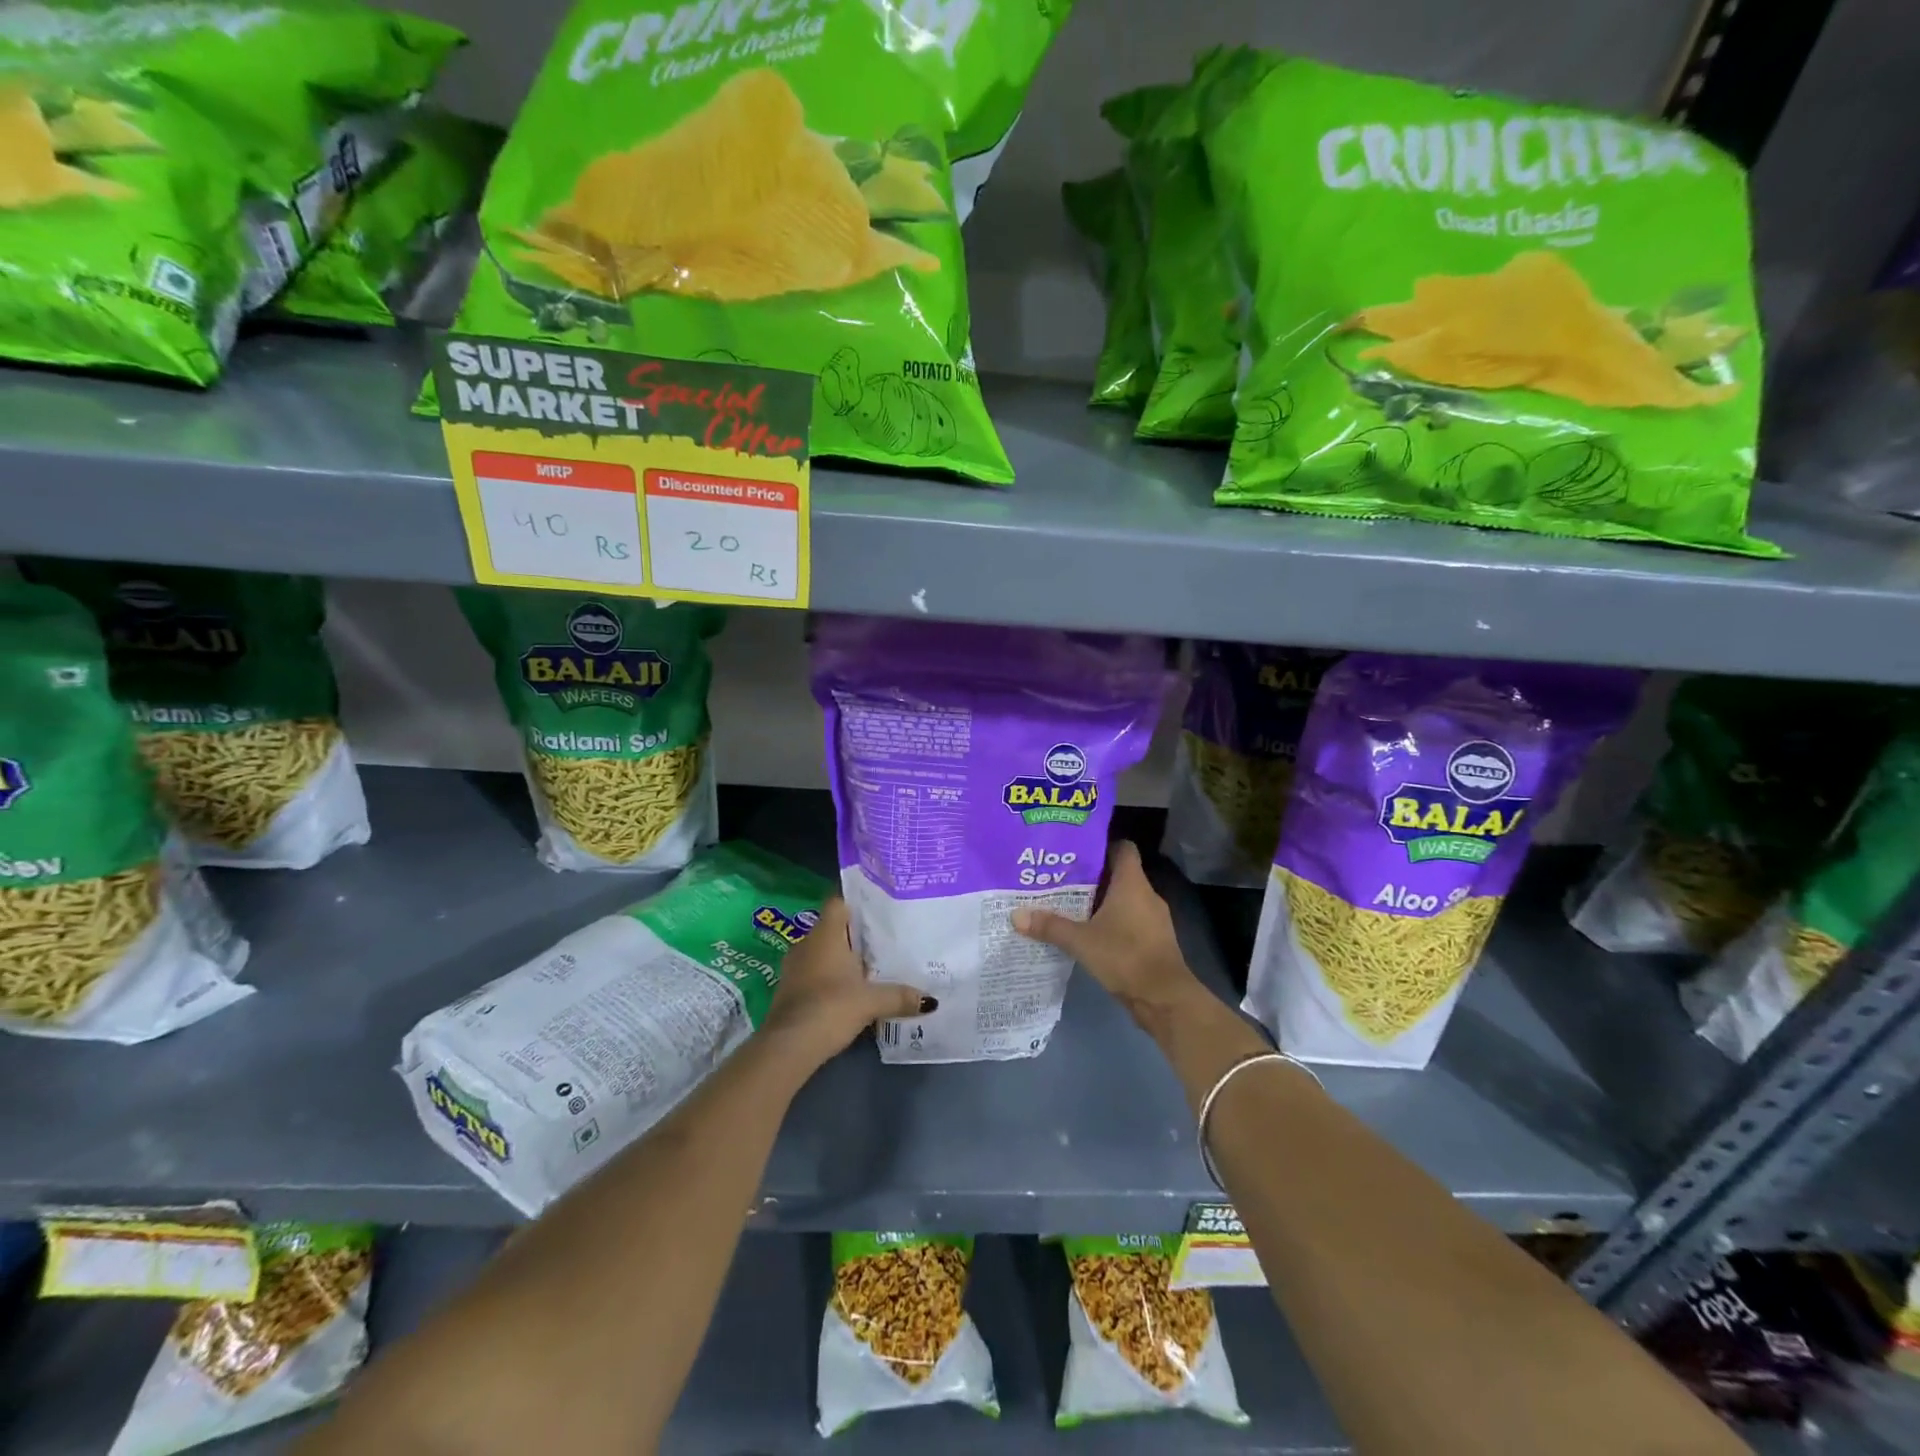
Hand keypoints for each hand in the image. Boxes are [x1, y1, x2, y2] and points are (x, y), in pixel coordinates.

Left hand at [759, 898, 931, 1072]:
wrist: (789, 1046)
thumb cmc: (831, 1007)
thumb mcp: (872, 1002)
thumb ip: (900, 996)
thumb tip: (931, 1000)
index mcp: (825, 935)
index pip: (838, 902)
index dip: (856, 901)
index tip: (878, 907)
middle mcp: (807, 944)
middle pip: (833, 927)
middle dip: (855, 934)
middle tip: (883, 939)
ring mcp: (794, 967)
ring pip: (822, 951)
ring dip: (842, 958)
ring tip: (871, 965)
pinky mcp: (789, 990)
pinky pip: (814, 972)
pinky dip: (830, 977)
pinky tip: (849, 990)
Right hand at [1011, 841, 1203, 1029]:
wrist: (1165, 998)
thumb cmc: (1124, 956)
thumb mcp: (1081, 941)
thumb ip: (1050, 926)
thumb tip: (1016, 915)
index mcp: (1132, 883)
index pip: (1122, 848)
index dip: (1101, 845)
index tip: (1076, 851)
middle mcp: (1146, 894)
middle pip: (1119, 874)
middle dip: (1092, 876)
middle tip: (1061, 879)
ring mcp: (1154, 918)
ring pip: (1124, 899)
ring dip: (1101, 901)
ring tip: (1070, 905)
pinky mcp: (1154, 940)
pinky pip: (1130, 920)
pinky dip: (1112, 922)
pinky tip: (1089, 933)